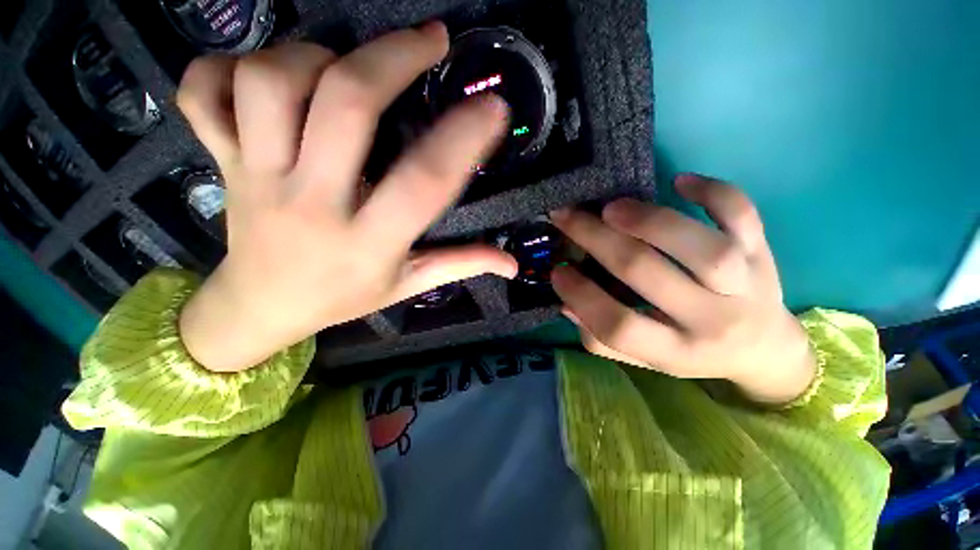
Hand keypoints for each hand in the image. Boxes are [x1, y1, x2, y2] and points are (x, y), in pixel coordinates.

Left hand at [177, 23, 516, 371]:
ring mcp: (256, 176)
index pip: (423, 183)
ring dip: (314, 55)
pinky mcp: (220, 161)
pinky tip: (259, 77)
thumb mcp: (409, 286)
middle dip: (393, 57)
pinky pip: (202, 92)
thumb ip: (461, 265)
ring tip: (343, 66)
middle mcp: (312, 202)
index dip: (463, 140)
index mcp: (368, 241)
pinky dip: (224, 66)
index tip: (495, 108)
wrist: (262, 308)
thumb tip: (512, 264)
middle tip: (431, 40)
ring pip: (270, 81)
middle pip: (345, 105)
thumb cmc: (343, 297)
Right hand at [550, 174, 814, 403]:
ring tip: (611, 207)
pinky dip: (714, 192)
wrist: (765, 349)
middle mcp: (711, 321)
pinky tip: (680, 181)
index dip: (581, 295)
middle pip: (647, 273)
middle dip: (597, 240)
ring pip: (700, 247)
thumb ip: (602, 338)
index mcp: (675, 352)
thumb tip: (566, 302)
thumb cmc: (692, 351)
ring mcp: (745, 284)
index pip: (619, 325)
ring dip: (648, 221)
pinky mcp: (761, 253)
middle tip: (566, 218)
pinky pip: (744, 216)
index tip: (557, 270)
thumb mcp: (644, 358)